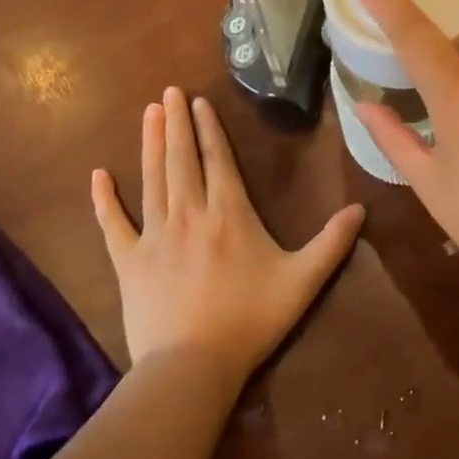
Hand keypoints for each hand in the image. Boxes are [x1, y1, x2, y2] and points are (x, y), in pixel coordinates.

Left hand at [92, 88, 363, 382]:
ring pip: (152, 179)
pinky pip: (112, 223)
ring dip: (150, 143)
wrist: (192, 366)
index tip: (198, 101)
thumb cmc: (251, 319)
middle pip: (181, 158)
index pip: (218, 159)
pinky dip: (104, 199)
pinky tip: (97, 175)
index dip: (208, 128)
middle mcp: (190, 213)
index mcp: (229, 213)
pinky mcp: (129, 261)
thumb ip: (332, 243)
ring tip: (147, 112)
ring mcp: (155, 235)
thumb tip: (361, 209)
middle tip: (168, 92)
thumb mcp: (302, 280)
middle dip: (175, 122)